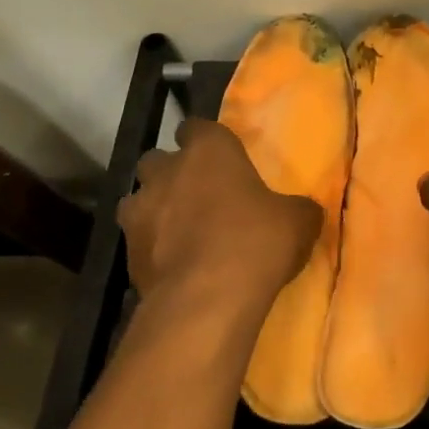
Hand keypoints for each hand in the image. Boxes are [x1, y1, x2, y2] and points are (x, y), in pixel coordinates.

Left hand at [117, 119, 320, 305]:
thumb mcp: (299, 222)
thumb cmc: (256, 243)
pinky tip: (175, 266)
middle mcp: (166, 172)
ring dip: (156, 210)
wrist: (207, 300)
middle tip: (200, 196)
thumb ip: (297, 208)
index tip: (222, 159)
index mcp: (208, 151)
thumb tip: (302, 210)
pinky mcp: (126, 252)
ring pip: (139, 200)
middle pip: (158, 160)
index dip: (208, 142)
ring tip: (181, 233)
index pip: (198, 127)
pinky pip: (139, 241)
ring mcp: (139, 211)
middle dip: (173, 174)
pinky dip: (152, 249)